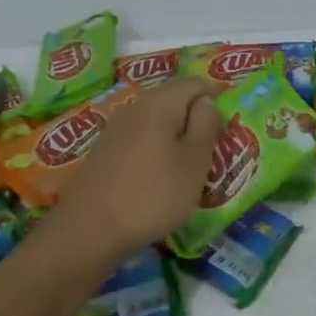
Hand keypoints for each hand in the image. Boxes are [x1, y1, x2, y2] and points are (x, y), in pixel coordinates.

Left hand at [50, 81, 221, 252]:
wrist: (88, 231)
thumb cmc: (153, 195)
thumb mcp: (195, 162)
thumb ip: (206, 124)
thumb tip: (206, 101)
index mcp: (161, 103)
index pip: (196, 84)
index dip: (216, 100)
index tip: (227, 128)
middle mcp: (136, 106)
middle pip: (174, 99)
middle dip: (195, 118)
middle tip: (211, 149)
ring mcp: (115, 128)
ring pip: (156, 120)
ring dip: (176, 135)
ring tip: (189, 165)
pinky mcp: (104, 150)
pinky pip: (140, 137)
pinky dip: (156, 148)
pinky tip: (159, 175)